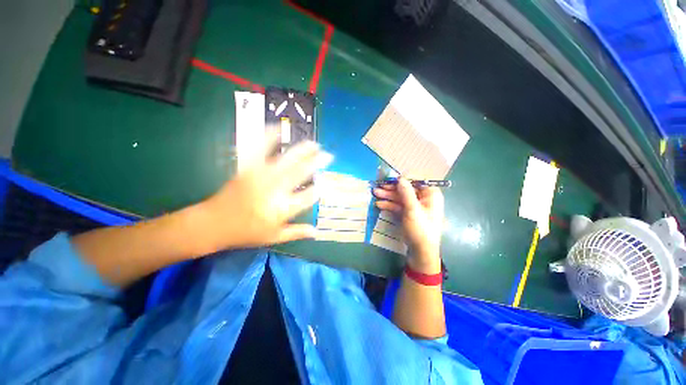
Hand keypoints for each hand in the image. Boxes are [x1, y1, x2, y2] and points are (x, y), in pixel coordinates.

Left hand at [196, 140, 332, 251]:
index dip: (318, 189)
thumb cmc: (246, 233)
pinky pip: (260, 148)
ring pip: (287, 159)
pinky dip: (269, 136)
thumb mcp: (274, 237)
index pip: (309, 196)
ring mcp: (261, 176)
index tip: (324, 185)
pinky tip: (278, 128)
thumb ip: (296, 232)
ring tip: (313, 144)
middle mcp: (276, 190)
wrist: (213, 224)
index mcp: (283, 209)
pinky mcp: (248, 168)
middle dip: (317, 163)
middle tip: (328, 155)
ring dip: (302, 150)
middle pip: (301, 172)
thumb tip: (316, 231)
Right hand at [373, 178, 443, 272]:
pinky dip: (389, 205)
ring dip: (388, 196)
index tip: (390, 179)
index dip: (403, 179)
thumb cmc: (420, 228)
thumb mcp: (413, 209)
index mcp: (430, 194)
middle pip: (406, 189)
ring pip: (400, 197)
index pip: (416, 180)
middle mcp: (423, 198)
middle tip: (378, 187)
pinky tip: (379, 204)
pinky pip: (398, 206)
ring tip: (375, 193)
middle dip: (391, 189)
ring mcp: (415, 206)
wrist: (421, 251)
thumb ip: (406, 192)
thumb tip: (400, 178)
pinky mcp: (408, 213)